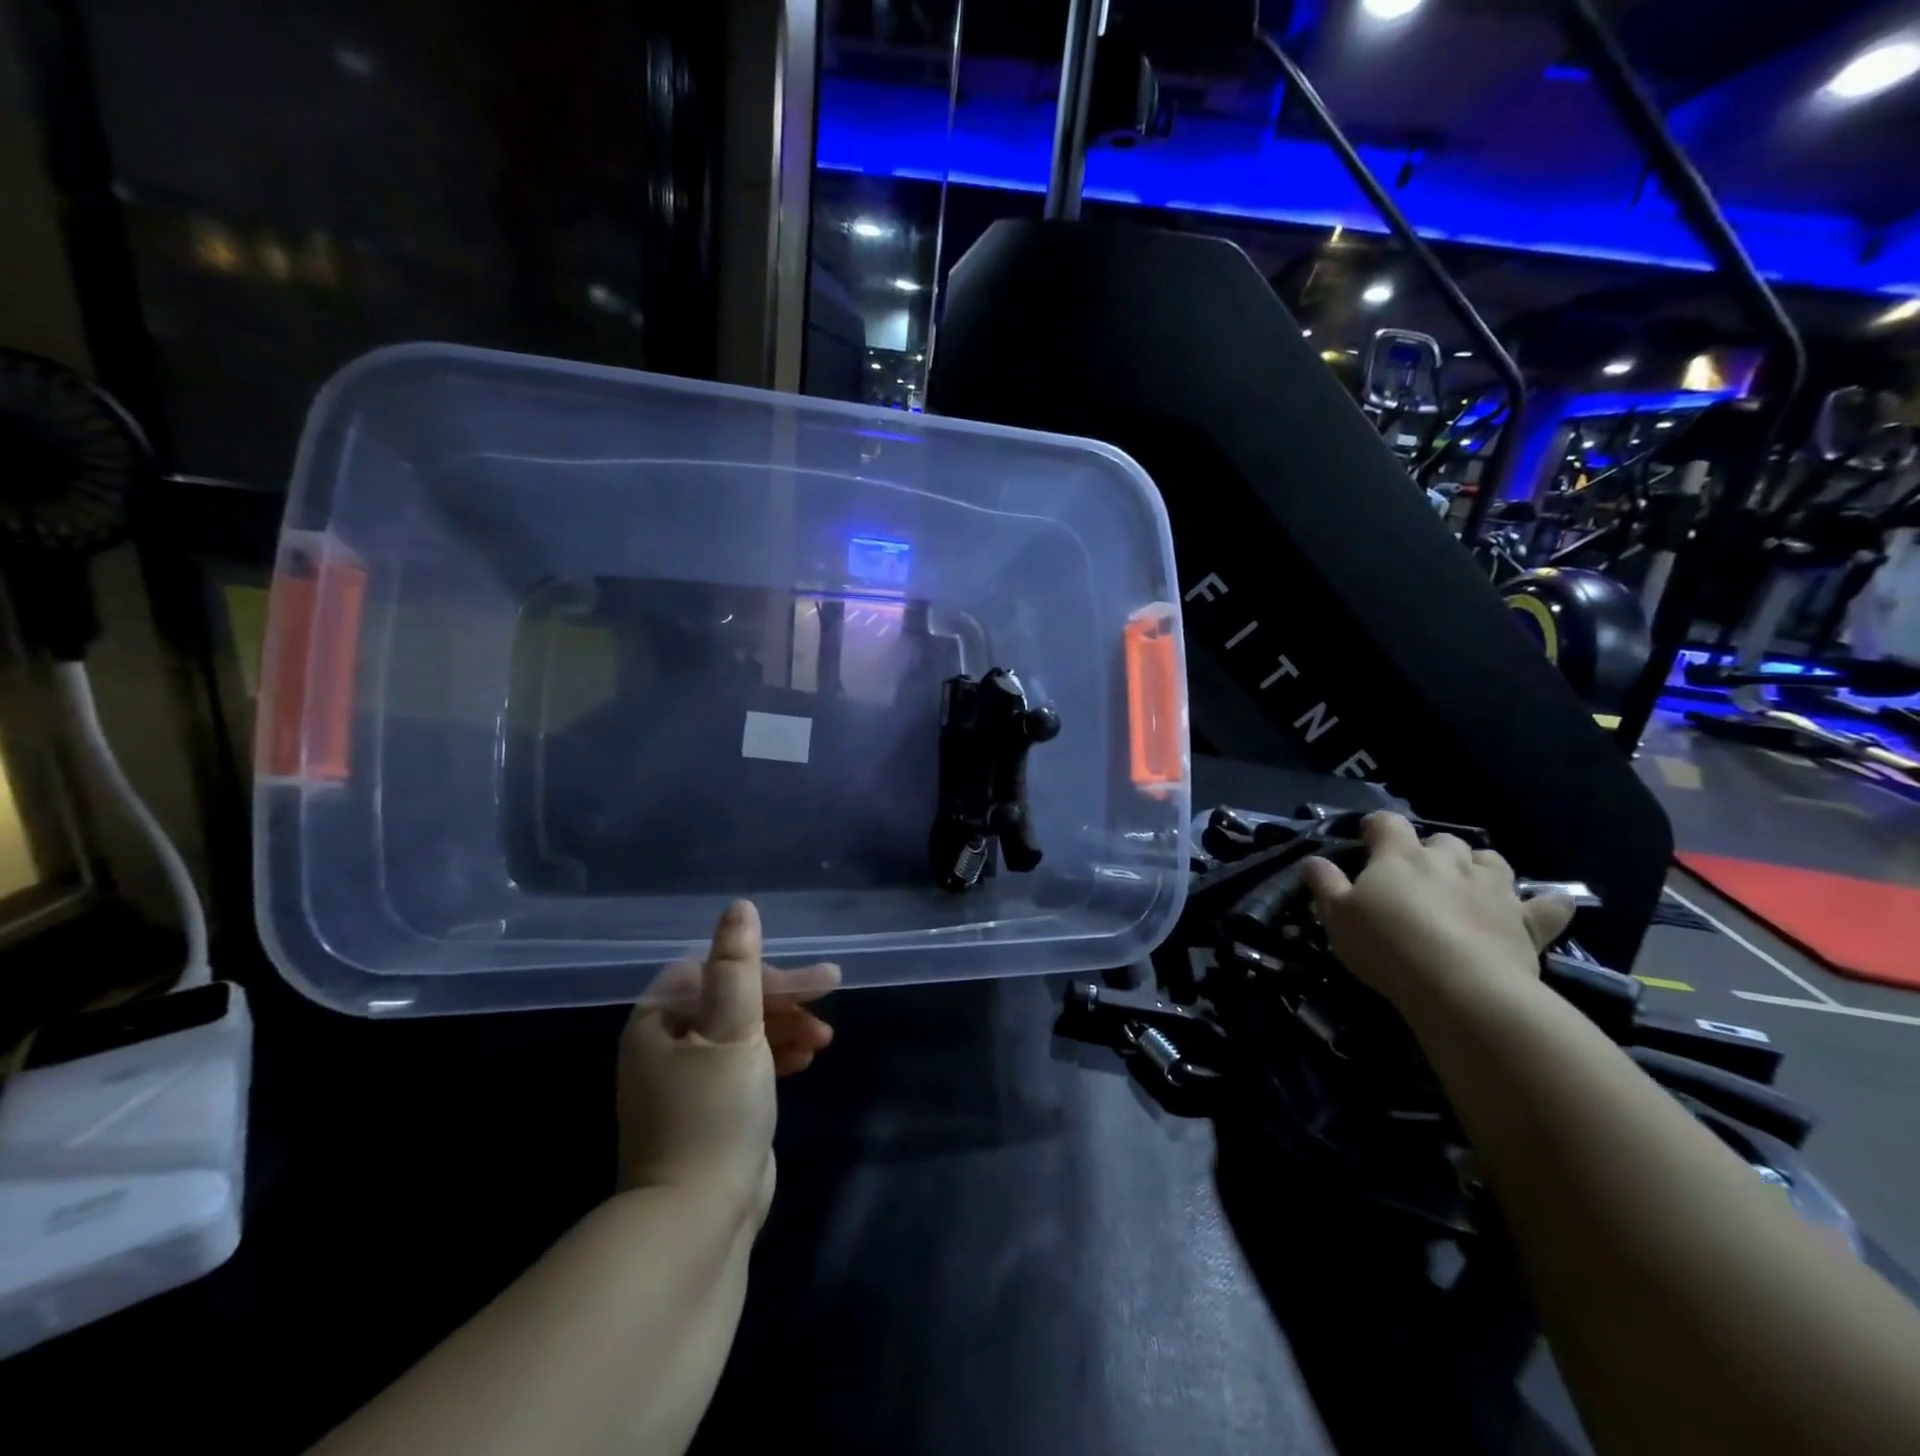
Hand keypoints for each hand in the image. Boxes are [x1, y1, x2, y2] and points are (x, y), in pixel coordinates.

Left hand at [615, 900, 838, 1219]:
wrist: (697, 1219)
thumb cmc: (713, 1112)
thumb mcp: (733, 1029)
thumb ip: (738, 966)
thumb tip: (739, 907)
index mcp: (659, 1020)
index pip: (718, 972)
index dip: (768, 972)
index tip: (812, 983)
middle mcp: (667, 1044)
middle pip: (733, 1000)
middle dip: (784, 1001)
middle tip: (829, 1001)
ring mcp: (688, 1080)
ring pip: (744, 1032)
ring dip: (786, 1027)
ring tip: (823, 1040)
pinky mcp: (711, 1108)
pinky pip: (746, 1064)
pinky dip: (776, 1056)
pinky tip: (807, 1061)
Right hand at [1299, 812, 1574, 1016]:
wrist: (1460, 987)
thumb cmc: (1387, 946)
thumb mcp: (1337, 916)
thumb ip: (1325, 884)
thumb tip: (1313, 860)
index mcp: (1400, 855)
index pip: (1388, 823)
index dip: (1377, 827)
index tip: (1368, 839)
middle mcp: (1449, 861)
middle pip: (1443, 840)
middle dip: (1431, 850)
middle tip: (1416, 875)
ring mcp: (1493, 888)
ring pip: (1490, 860)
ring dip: (1478, 866)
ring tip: (1467, 884)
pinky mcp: (1526, 921)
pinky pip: (1547, 904)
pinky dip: (1545, 902)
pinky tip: (1544, 904)